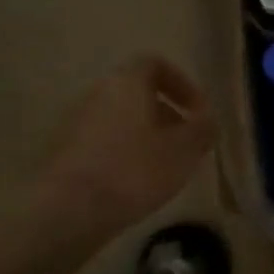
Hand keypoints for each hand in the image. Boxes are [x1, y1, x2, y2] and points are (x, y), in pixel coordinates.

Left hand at [39, 57, 215, 236]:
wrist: (70, 209)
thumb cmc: (134, 171)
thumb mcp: (184, 151)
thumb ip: (202, 130)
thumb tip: (208, 119)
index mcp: (127, 82)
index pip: (155, 64)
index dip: (182, 84)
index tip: (199, 112)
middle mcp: (97, 93)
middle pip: (136, 93)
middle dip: (165, 114)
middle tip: (185, 143)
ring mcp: (75, 121)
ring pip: (120, 118)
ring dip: (145, 136)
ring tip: (164, 168)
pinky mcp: (65, 151)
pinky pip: (103, 141)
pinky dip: (124, 153)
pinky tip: (135, 183)